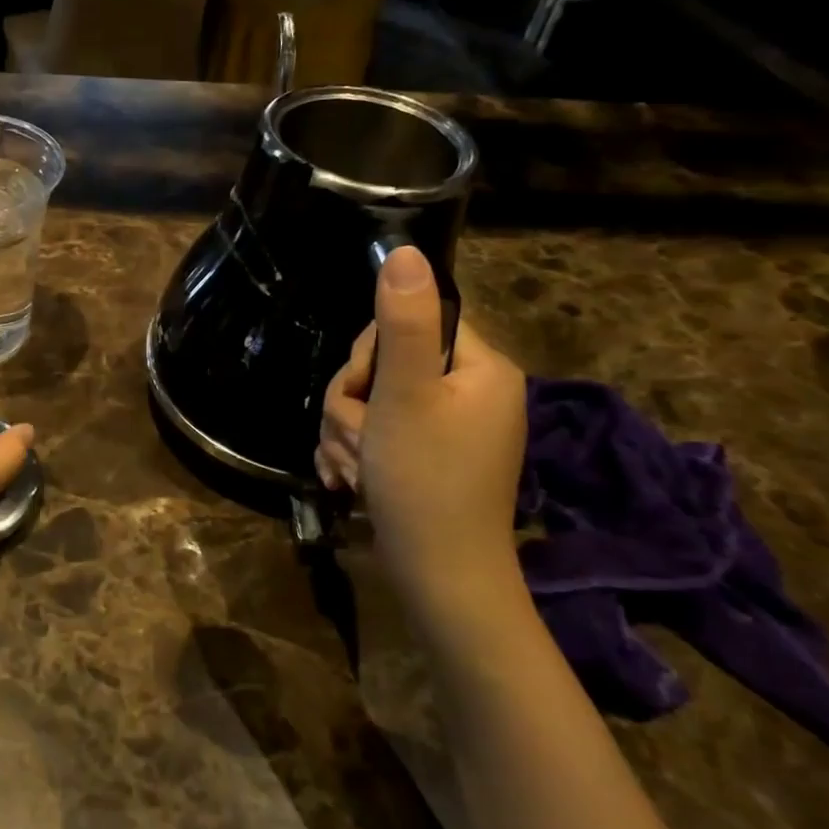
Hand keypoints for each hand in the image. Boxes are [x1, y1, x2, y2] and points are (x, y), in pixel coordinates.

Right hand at [318, 247, 528, 629]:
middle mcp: (472, 392)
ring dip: (347, 432)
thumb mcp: (404, 395)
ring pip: (372, 401)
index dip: (370, 356)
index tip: (364, 396)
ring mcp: (451, 428)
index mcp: (481, 368)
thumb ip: (402, 322)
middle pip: (385, 364)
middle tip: (357, 441)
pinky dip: (357, 452)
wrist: (439, 578)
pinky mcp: (429, 456)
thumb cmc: (423, 480)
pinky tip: (351, 481)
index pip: (410, 323)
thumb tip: (406, 251)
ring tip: (353, 470)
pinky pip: (379, 433)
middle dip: (352, 403)